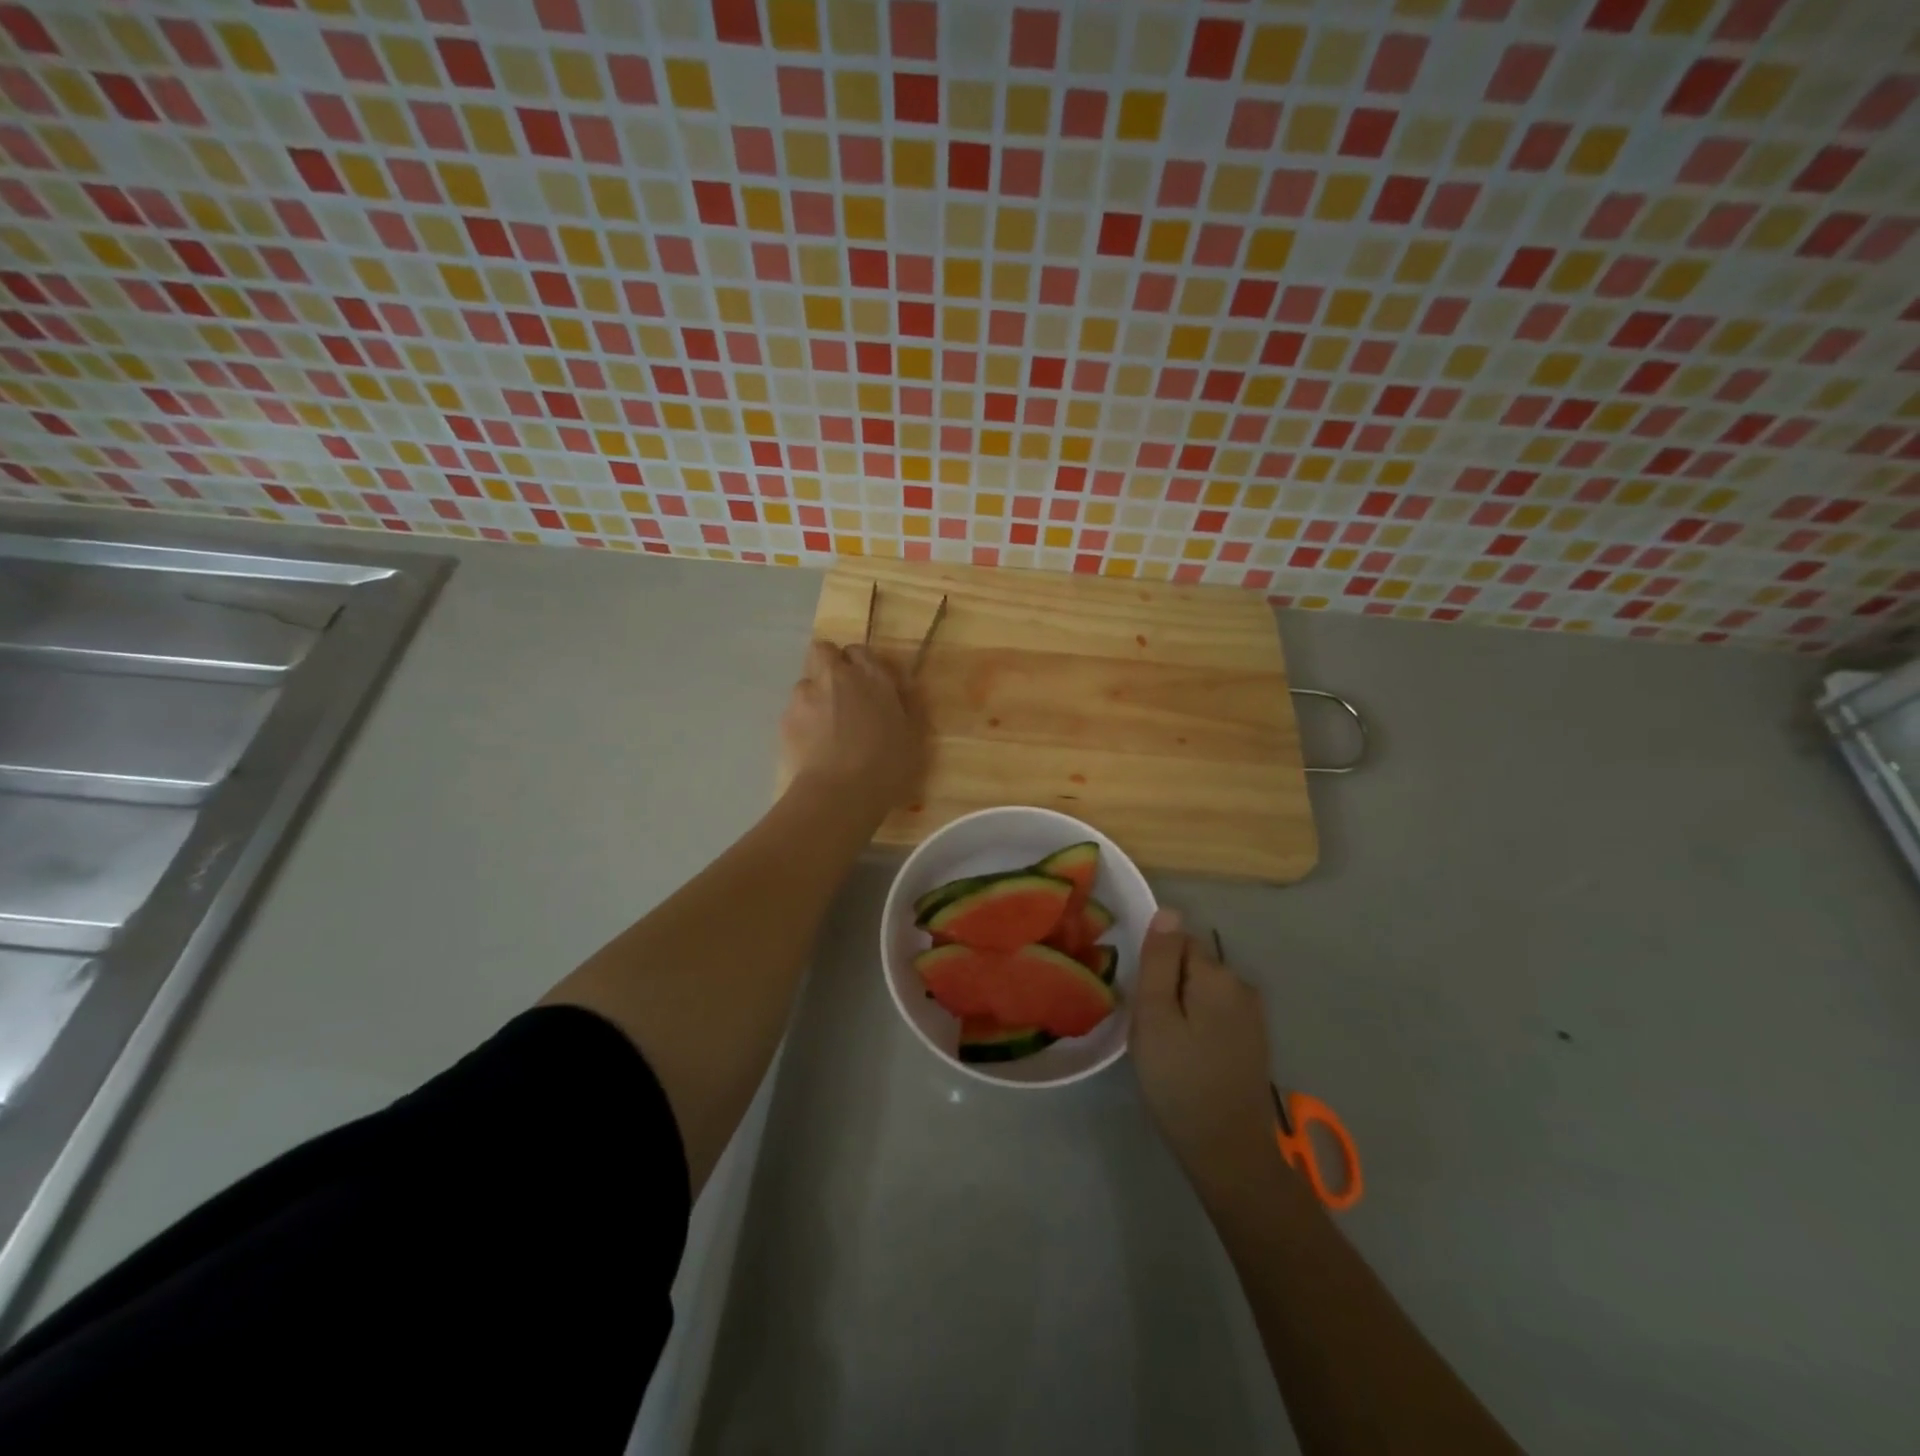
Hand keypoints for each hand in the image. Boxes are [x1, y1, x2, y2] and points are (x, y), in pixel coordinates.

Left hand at [780, 640, 924, 812]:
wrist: (840, 793)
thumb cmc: (887, 766)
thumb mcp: (914, 736)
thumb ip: (909, 705)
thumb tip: (905, 687)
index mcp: (872, 676)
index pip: (859, 650)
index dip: (860, 664)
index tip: (866, 684)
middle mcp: (836, 676)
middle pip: (823, 651)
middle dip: (829, 665)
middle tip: (840, 694)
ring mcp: (806, 695)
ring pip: (806, 682)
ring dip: (814, 695)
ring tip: (824, 726)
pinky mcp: (786, 718)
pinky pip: (794, 710)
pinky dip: (802, 721)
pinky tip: (812, 745)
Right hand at [1131, 909, 1278, 1198]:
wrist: (1228, 1151)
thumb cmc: (1180, 1080)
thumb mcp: (1155, 1016)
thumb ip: (1160, 960)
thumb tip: (1168, 910)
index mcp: (1218, 975)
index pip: (1176, 941)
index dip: (1154, 968)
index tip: (1144, 1004)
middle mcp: (1242, 985)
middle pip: (1191, 964)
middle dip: (1168, 987)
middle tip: (1151, 1030)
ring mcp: (1253, 1015)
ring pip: (1201, 991)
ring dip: (1182, 1008)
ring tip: (1168, 1048)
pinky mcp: (1254, 1040)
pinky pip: (1215, 1014)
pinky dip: (1198, 1027)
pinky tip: (1189, 1059)